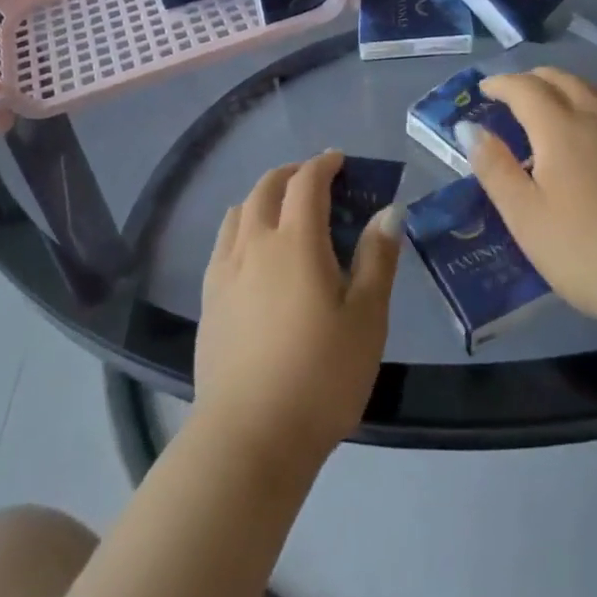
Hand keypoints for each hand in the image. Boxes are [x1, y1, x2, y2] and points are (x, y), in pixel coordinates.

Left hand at [195, 152, 401, 467]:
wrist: (249, 436)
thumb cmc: (321, 376)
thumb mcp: (366, 319)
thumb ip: (377, 258)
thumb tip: (388, 211)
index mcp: (295, 241)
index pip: (306, 182)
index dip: (324, 164)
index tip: (340, 161)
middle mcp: (254, 243)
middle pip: (266, 188)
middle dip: (291, 174)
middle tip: (315, 181)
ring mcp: (224, 270)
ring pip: (239, 211)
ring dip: (263, 197)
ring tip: (283, 211)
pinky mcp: (208, 298)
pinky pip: (223, 242)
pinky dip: (241, 226)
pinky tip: (253, 252)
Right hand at [465, 68, 596, 332]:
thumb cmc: (584, 251)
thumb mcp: (524, 215)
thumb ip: (494, 166)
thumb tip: (470, 127)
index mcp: (562, 128)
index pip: (525, 87)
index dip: (501, 84)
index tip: (484, 91)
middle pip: (563, 79)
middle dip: (533, 80)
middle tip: (514, 95)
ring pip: (596, 93)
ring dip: (567, 91)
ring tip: (552, 112)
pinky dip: (596, 112)